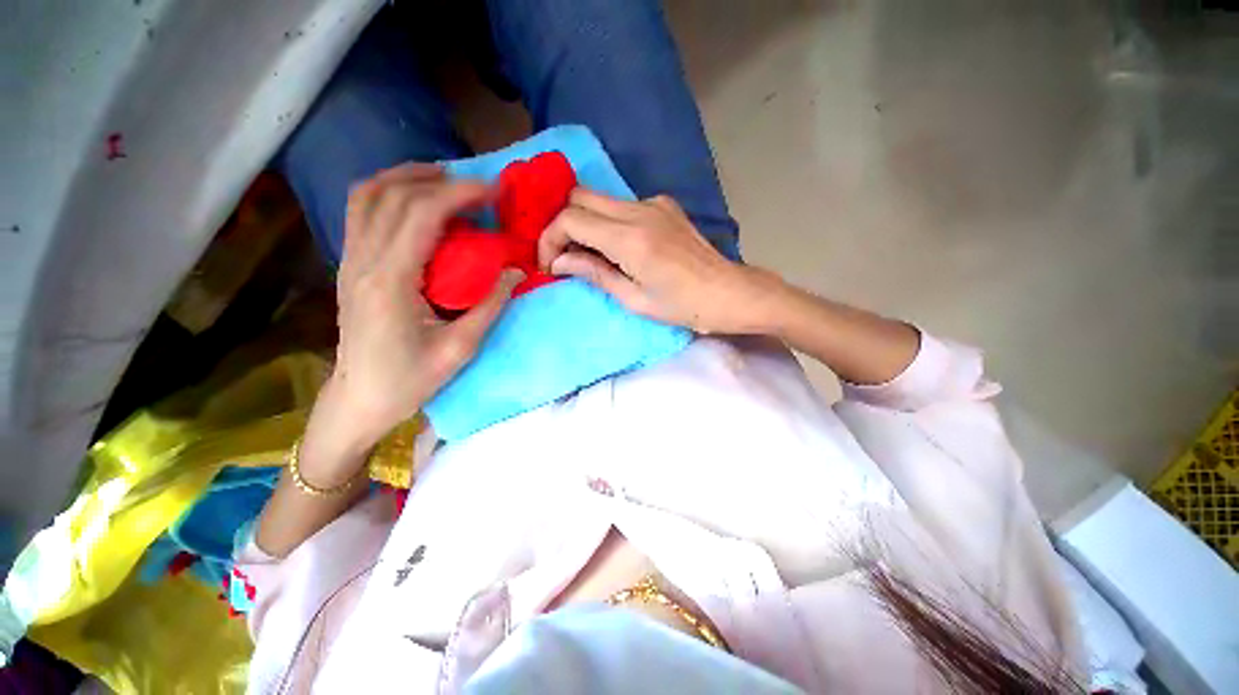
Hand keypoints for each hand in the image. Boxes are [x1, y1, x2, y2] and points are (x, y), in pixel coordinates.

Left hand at [325, 164, 522, 451]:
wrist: (360, 398)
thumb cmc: (410, 380)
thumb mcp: (460, 348)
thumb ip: (491, 305)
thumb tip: (517, 272)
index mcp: (391, 282)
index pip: (421, 214)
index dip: (459, 193)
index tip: (492, 190)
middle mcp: (363, 261)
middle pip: (394, 195)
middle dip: (440, 181)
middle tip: (479, 187)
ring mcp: (350, 260)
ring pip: (369, 195)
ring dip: (408, 177)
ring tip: (446, 179)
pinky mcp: (350, 264)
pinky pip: (362, 211)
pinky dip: (389, 192)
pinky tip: (415, 199)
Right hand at [538, 191, 776, 333]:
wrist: (729, 292)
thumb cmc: (683, 306)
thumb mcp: (634, 299)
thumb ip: (594, 273)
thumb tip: (559, 261)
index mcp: (630, 238)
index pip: (570, 219)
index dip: (550, 240)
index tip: (550, 265)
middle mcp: (639, 209)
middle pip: (579, 196)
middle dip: (562, 225)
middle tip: (563, 257)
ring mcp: (654, 203)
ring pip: (600, 198)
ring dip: (584, 222)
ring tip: (587, 255)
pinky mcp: (664, 205)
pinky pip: (622, 205)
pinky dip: (607, 221)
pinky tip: (616, 246)